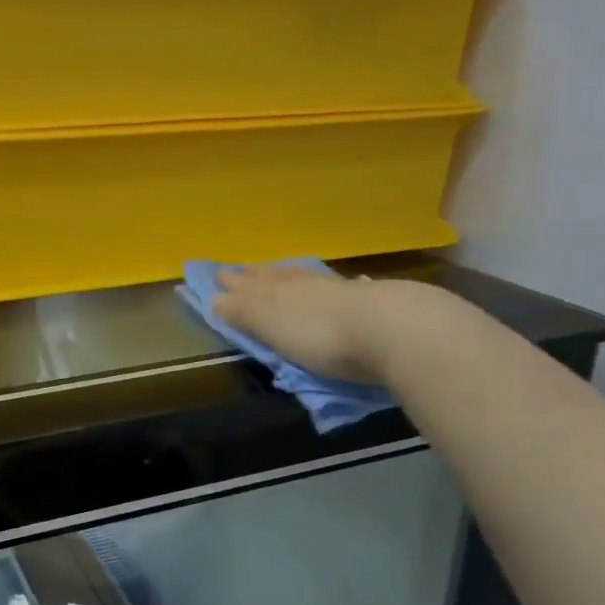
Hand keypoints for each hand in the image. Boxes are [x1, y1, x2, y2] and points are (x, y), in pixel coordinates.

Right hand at [210, 265, 433, 382]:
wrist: (390, 329)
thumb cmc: (318, 334)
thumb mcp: (270, 325)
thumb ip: (244, 311)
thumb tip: (215, 298)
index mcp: (279, 290)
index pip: (250, 285)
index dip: (234, 283)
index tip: (220, 276)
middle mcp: (307, 284)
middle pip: (278, 277)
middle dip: (260, 276)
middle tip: (246, 270)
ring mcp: (343, 290)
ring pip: (312, 279)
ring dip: (296, 278)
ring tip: (287, 273)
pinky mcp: (375, 302)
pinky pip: (351, 289)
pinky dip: (345, 287)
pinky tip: (352, 283)